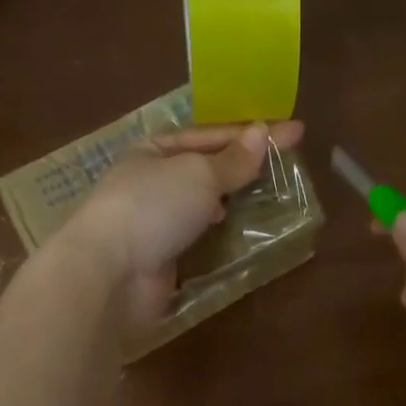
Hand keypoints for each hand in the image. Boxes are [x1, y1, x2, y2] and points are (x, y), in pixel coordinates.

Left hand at [63, 119, 305, 323]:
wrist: (111, 272)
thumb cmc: (153, 207)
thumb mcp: (199, 173)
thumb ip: (232, 159)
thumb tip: (262, 133)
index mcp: (153, 151)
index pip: (210, 135)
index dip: (253, 133)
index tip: (295, 132)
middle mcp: (152, 182)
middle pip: (206, 169)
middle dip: (242, 166)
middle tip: (285, 166)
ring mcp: (155, 222)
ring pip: (202, 204)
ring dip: (232, 200)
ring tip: (271, 196)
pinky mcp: (162, 257)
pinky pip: (199, 237)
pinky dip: (220, 233)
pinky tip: (241, 230)